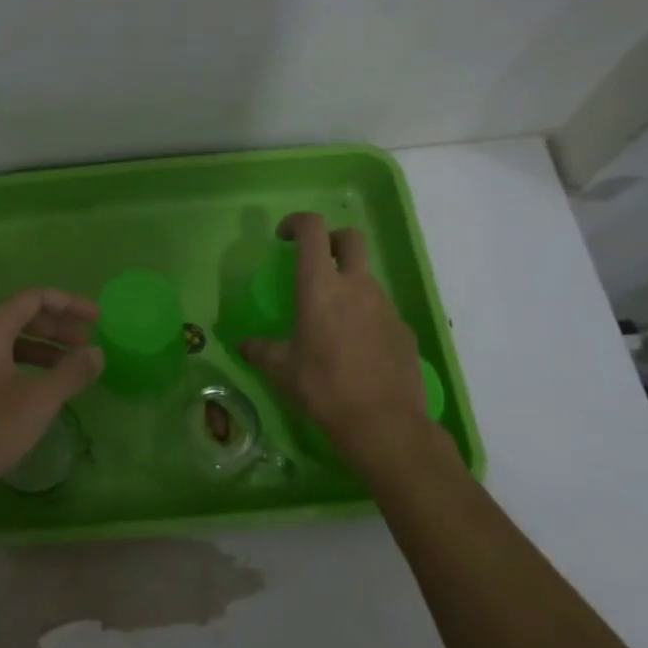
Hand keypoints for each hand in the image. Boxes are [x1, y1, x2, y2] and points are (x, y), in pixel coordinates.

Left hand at [0, 288, 103, 509]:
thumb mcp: (37, 403)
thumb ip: (71, 373)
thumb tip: (96, 352)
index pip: (33, 298)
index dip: (69, 304)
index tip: (97, 319)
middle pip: (22, 316)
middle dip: (58, 326)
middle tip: (88, 343)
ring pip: (10, 339)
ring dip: (44, 346)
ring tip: (72, 365)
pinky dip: (26, 363)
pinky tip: (43, 384)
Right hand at [239, 213, 435, 461]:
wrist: (385, 424)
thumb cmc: (324, 389)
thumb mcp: (281, 371)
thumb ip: (260, 350)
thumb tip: (243, 345)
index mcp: (321, 288)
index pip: (313, 229)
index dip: (297, 222)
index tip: (283, 237)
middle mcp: (356, 287)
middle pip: (350, 238)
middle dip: (331, 240)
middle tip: (315, 262)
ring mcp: (386, 306)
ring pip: (366, 276)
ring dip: (348, 282)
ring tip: (332, 317)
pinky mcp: (404, 330)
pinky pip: (381, 310)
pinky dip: (365, 315)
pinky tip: (356, 348)